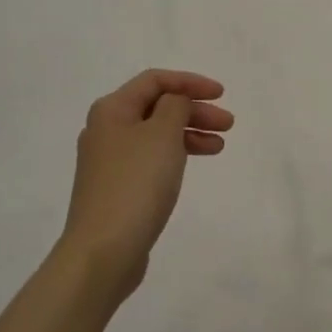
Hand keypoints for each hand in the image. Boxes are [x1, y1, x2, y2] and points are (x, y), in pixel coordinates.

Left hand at [59, 69, 232, 300]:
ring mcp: (109, 161)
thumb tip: (175, 102)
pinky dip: (175, 155)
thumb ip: (175, 106)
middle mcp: (106, 130)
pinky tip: (192, 165)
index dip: (190, 82)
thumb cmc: (136, 184)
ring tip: (219, 146)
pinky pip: (151, 158)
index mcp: (111, 110)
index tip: (221, 94)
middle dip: (194, 110)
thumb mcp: (162, 134)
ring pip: (156, 134)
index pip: (155, 80)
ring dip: (189, 133)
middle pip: (156, 107)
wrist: (103, 250)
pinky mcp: (117, 188)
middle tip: (228, 123)